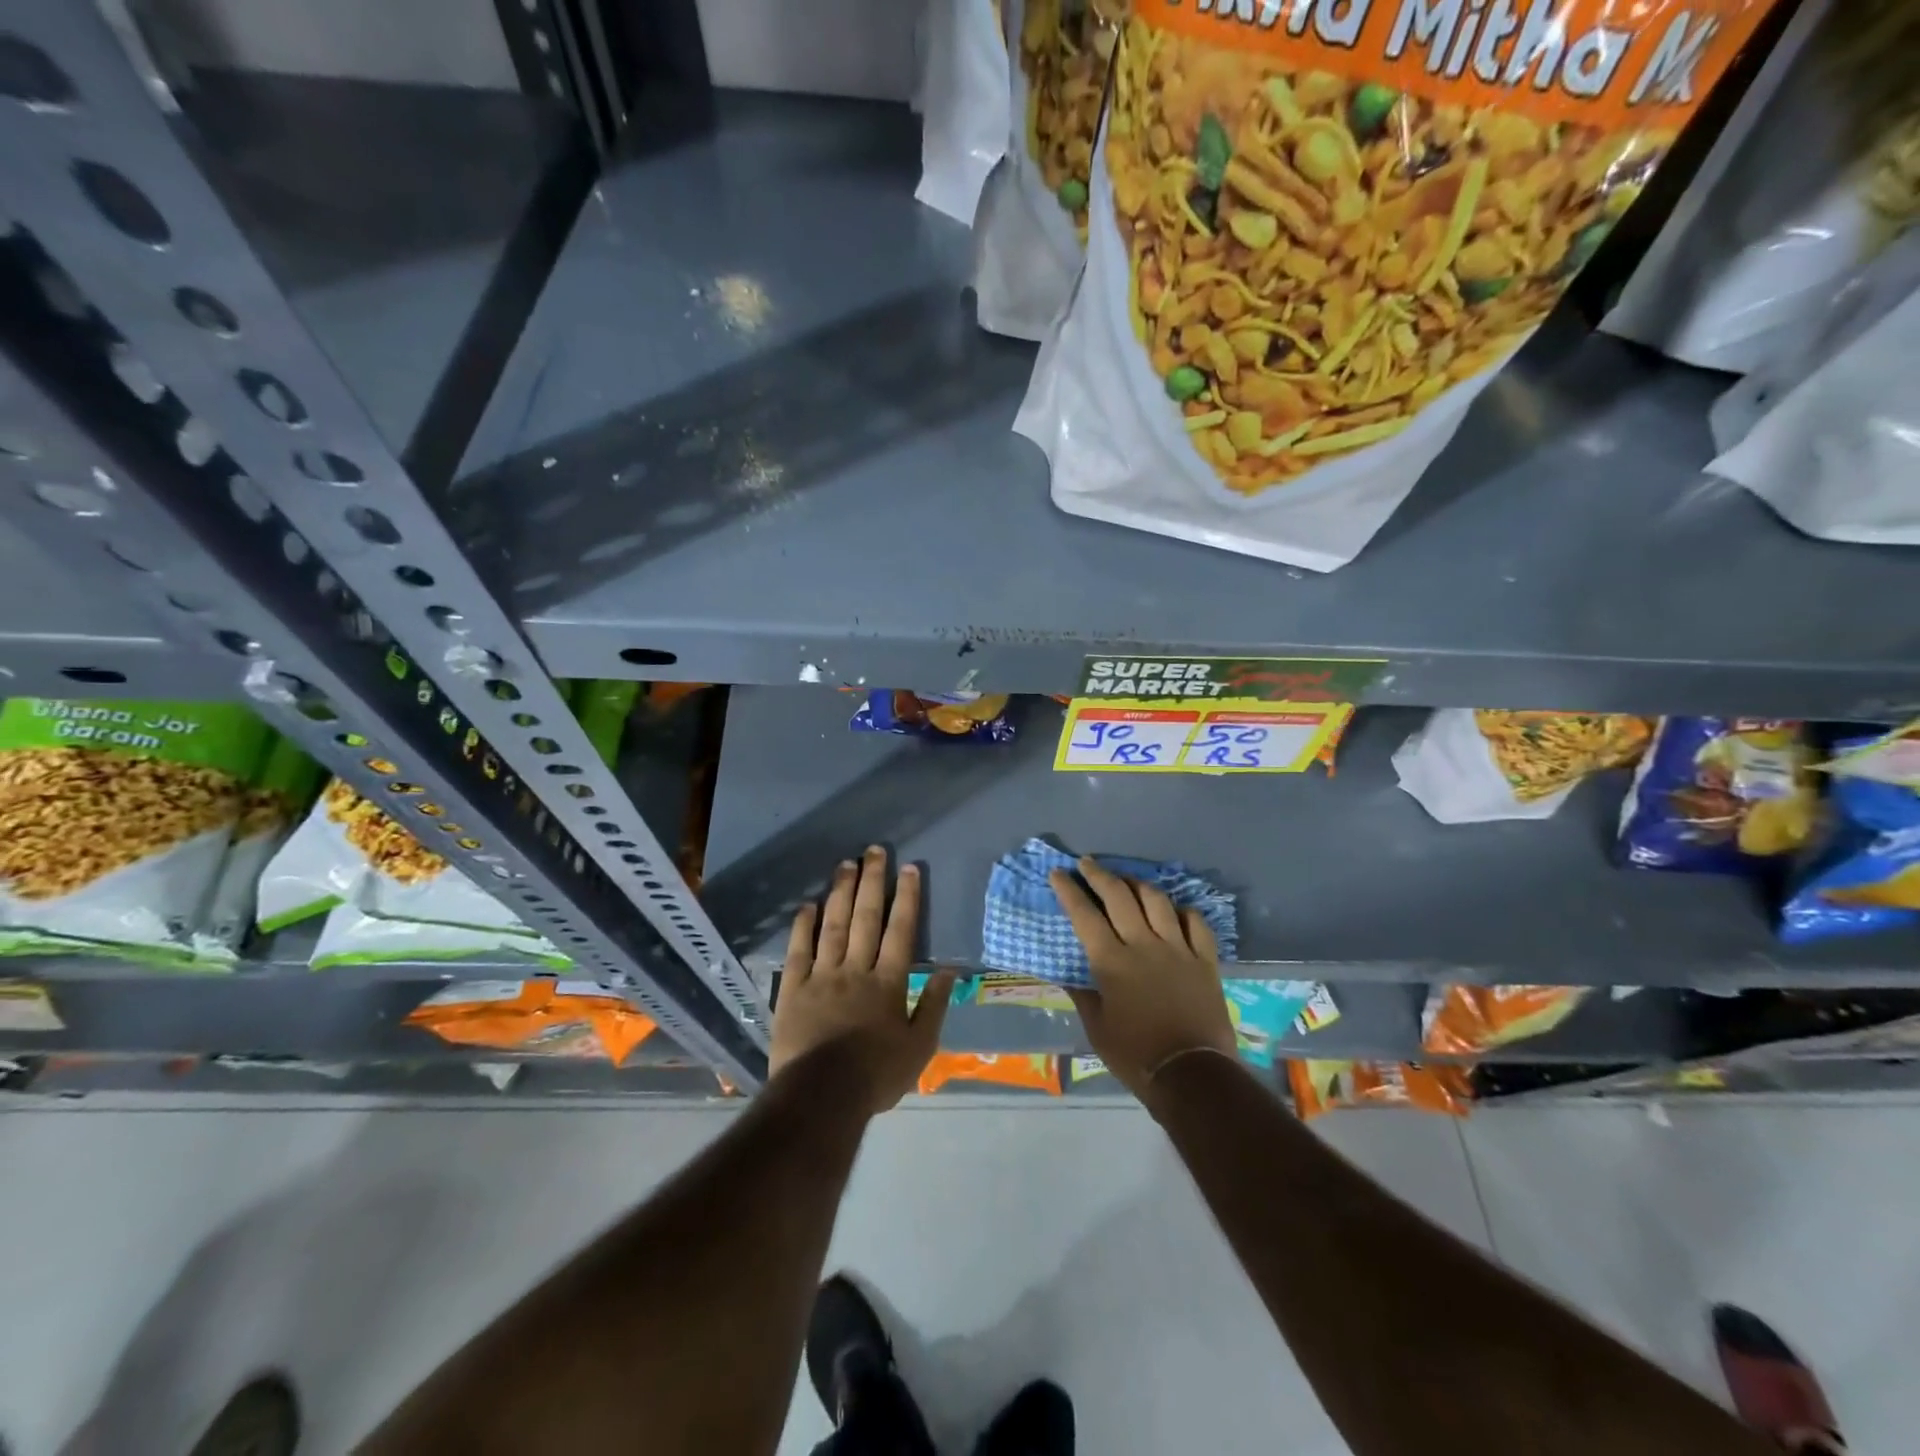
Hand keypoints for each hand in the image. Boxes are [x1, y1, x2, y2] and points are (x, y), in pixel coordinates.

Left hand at [771, 846, 955, 1114]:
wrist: (821, 1098)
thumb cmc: (876, 1075)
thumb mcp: (920, 1047)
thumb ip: (934, 1006)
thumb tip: (951, 970)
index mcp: (888, 982)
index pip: (901, 930)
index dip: (907, 898)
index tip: (910, 869)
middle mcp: (856, 969)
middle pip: (866, 918)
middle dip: (873, 881)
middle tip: (875, 851)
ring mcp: (822, 976)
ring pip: (833, 925)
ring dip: (841, 892)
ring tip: (845, 864)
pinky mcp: (793, 989)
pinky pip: (799, 950)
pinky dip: (804, 925)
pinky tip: (808, 904)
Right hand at [1050, 857, 1235, 1104]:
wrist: (1192, 1074)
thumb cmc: (1135, 1054)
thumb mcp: (1096, 1028)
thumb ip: (1082, 995)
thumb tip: (1067, 975)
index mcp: (1111, 961)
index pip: (1084, 915)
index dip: (1069, 891)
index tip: (1058, 873)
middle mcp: (1143, 945)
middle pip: (1119, 896)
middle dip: (1099, 875)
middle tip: (1087, 864)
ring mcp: (1178, 949)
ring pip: (1157, 900)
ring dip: (1137, 884)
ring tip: (1127, 881)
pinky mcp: (1204, 960)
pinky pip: (1195, 922)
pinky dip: (1181, 910)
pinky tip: (1173, 910)